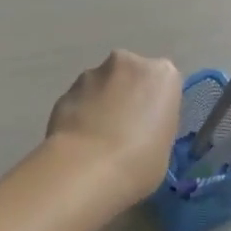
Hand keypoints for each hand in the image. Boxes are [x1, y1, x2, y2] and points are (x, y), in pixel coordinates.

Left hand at [45, 51, 182, 204]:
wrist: (87, 167)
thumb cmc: (140, 161)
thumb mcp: (165, 146)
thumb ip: (154, 125)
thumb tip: (138, 128)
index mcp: (162, 74)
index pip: (163, 83)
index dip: (156, 106)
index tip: (150, 128)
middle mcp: (127, 63)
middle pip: (130, 76)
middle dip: (126, 95)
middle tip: (124, 130)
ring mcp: (91, 73)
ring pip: (101, 85)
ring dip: (101, 103)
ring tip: (97, 140)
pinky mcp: (65, 90)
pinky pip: (79, 100)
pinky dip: (80, 114)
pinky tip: (79, 141)